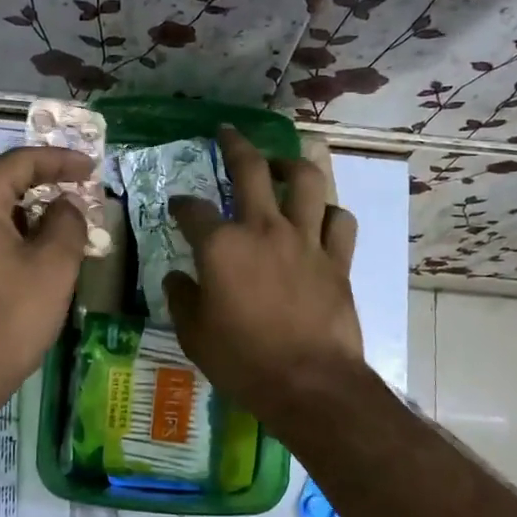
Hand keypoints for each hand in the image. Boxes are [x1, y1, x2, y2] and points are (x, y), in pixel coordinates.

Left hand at [0, 144, 92, 423]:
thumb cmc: (8, 319)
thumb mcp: (53, 268)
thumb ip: (67, 223)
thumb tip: (65, 205)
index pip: (17, 161)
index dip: (58, 159)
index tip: (90, 169)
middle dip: (30, 172)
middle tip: (65, 185)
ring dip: (13, 199)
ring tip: (50, 217)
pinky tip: (22, 246)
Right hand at [163, 127, 366, 429]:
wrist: (310, 384)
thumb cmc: (244, 362)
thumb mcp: (194, 335)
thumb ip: (182, 299)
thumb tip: (177, 278)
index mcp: (222, 247)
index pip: (193, 210)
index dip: (181, 204)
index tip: (177, 206)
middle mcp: (264, 229)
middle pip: (251, 170)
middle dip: (235, 145)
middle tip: (228, 132)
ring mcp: (305, 240)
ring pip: (306, 181)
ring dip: (291, 165)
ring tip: (282, 165)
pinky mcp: (337, 259)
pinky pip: (339, 221)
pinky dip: (329, 213)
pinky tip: (320, 217)